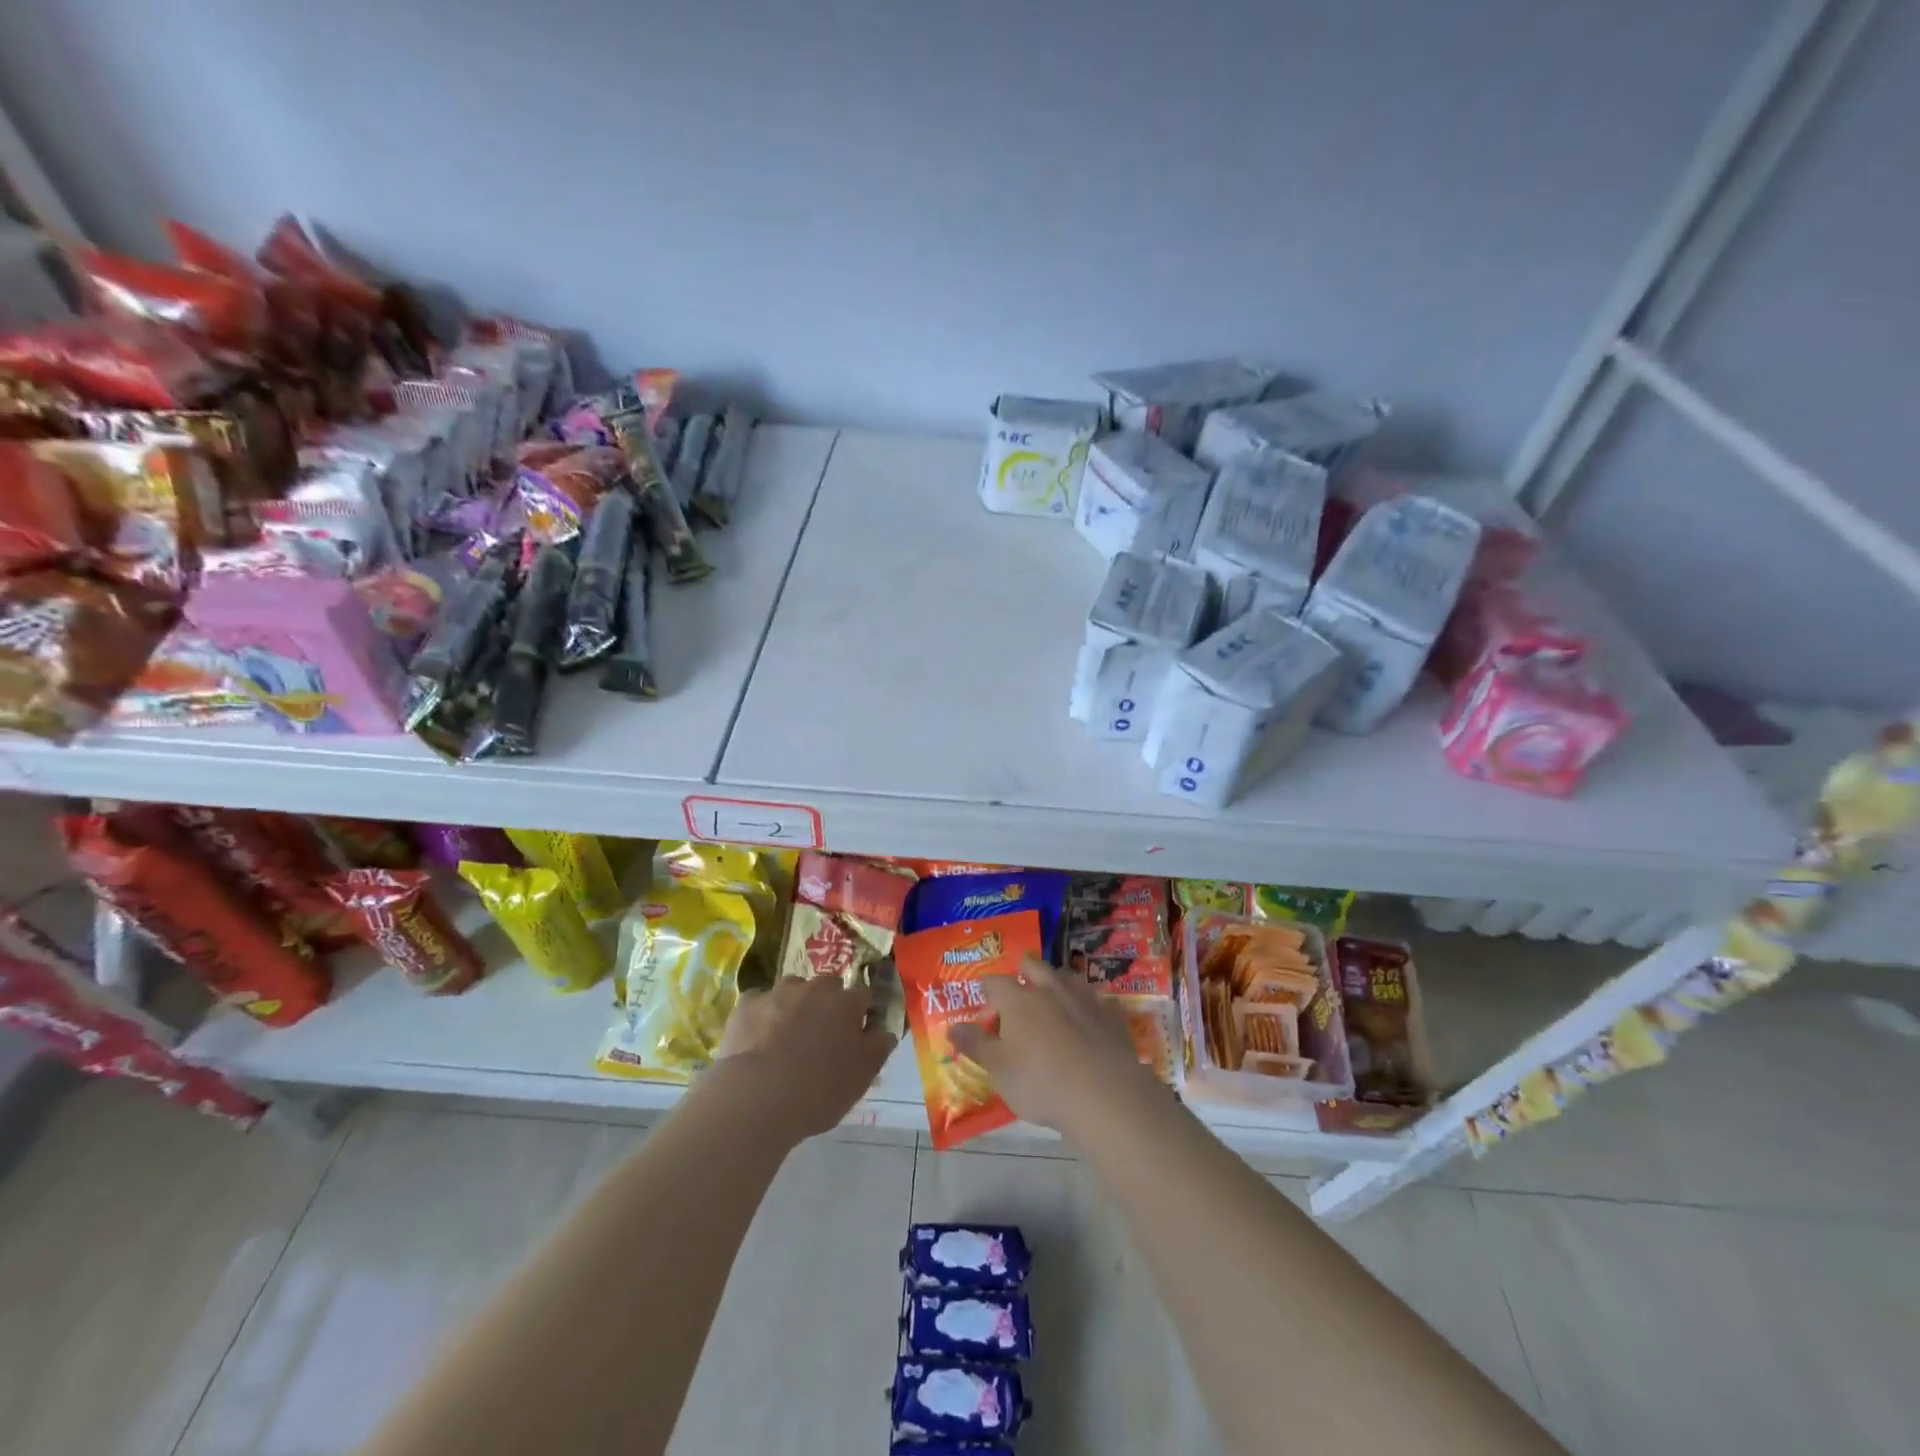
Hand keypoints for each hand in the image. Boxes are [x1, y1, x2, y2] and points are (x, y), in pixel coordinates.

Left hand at [710, 975, 896, 1141]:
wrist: (756, 1098)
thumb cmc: (817, 1090)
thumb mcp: (861, 1078)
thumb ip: (878, 1049)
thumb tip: (885, 1032)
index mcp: (846, 1003)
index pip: (864, 997)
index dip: (862, 1015)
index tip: (857, 1036)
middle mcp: (814, 988)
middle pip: (827, 988)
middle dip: (828, 1005)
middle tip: (821, 1038)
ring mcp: (778, 993)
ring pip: (793, 991)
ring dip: (795, 1006)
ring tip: (786, 1038)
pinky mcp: (746, 1005)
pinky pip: (759, 1003)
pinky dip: (762, 1016)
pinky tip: (757, 1039)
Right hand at [949, 958, 1155, 1143]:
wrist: (1104, 1096)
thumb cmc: (1040, 1082)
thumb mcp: (998, 1069)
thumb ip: (975, 1045)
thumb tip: (952, 1027)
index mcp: (1019, 999)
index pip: (995, 982)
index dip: (987, 987)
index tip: (983, 995)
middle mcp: (1050, 989)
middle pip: (1034, 966)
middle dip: (1023, 970)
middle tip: (1018, 983)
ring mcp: (1084, 998)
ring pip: (1067, 976)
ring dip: (1057, 981)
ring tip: (1052, 995)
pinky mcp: (1111, 1015)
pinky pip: (1097, 1000)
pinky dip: (1088, 1004)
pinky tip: (1088, 1017)